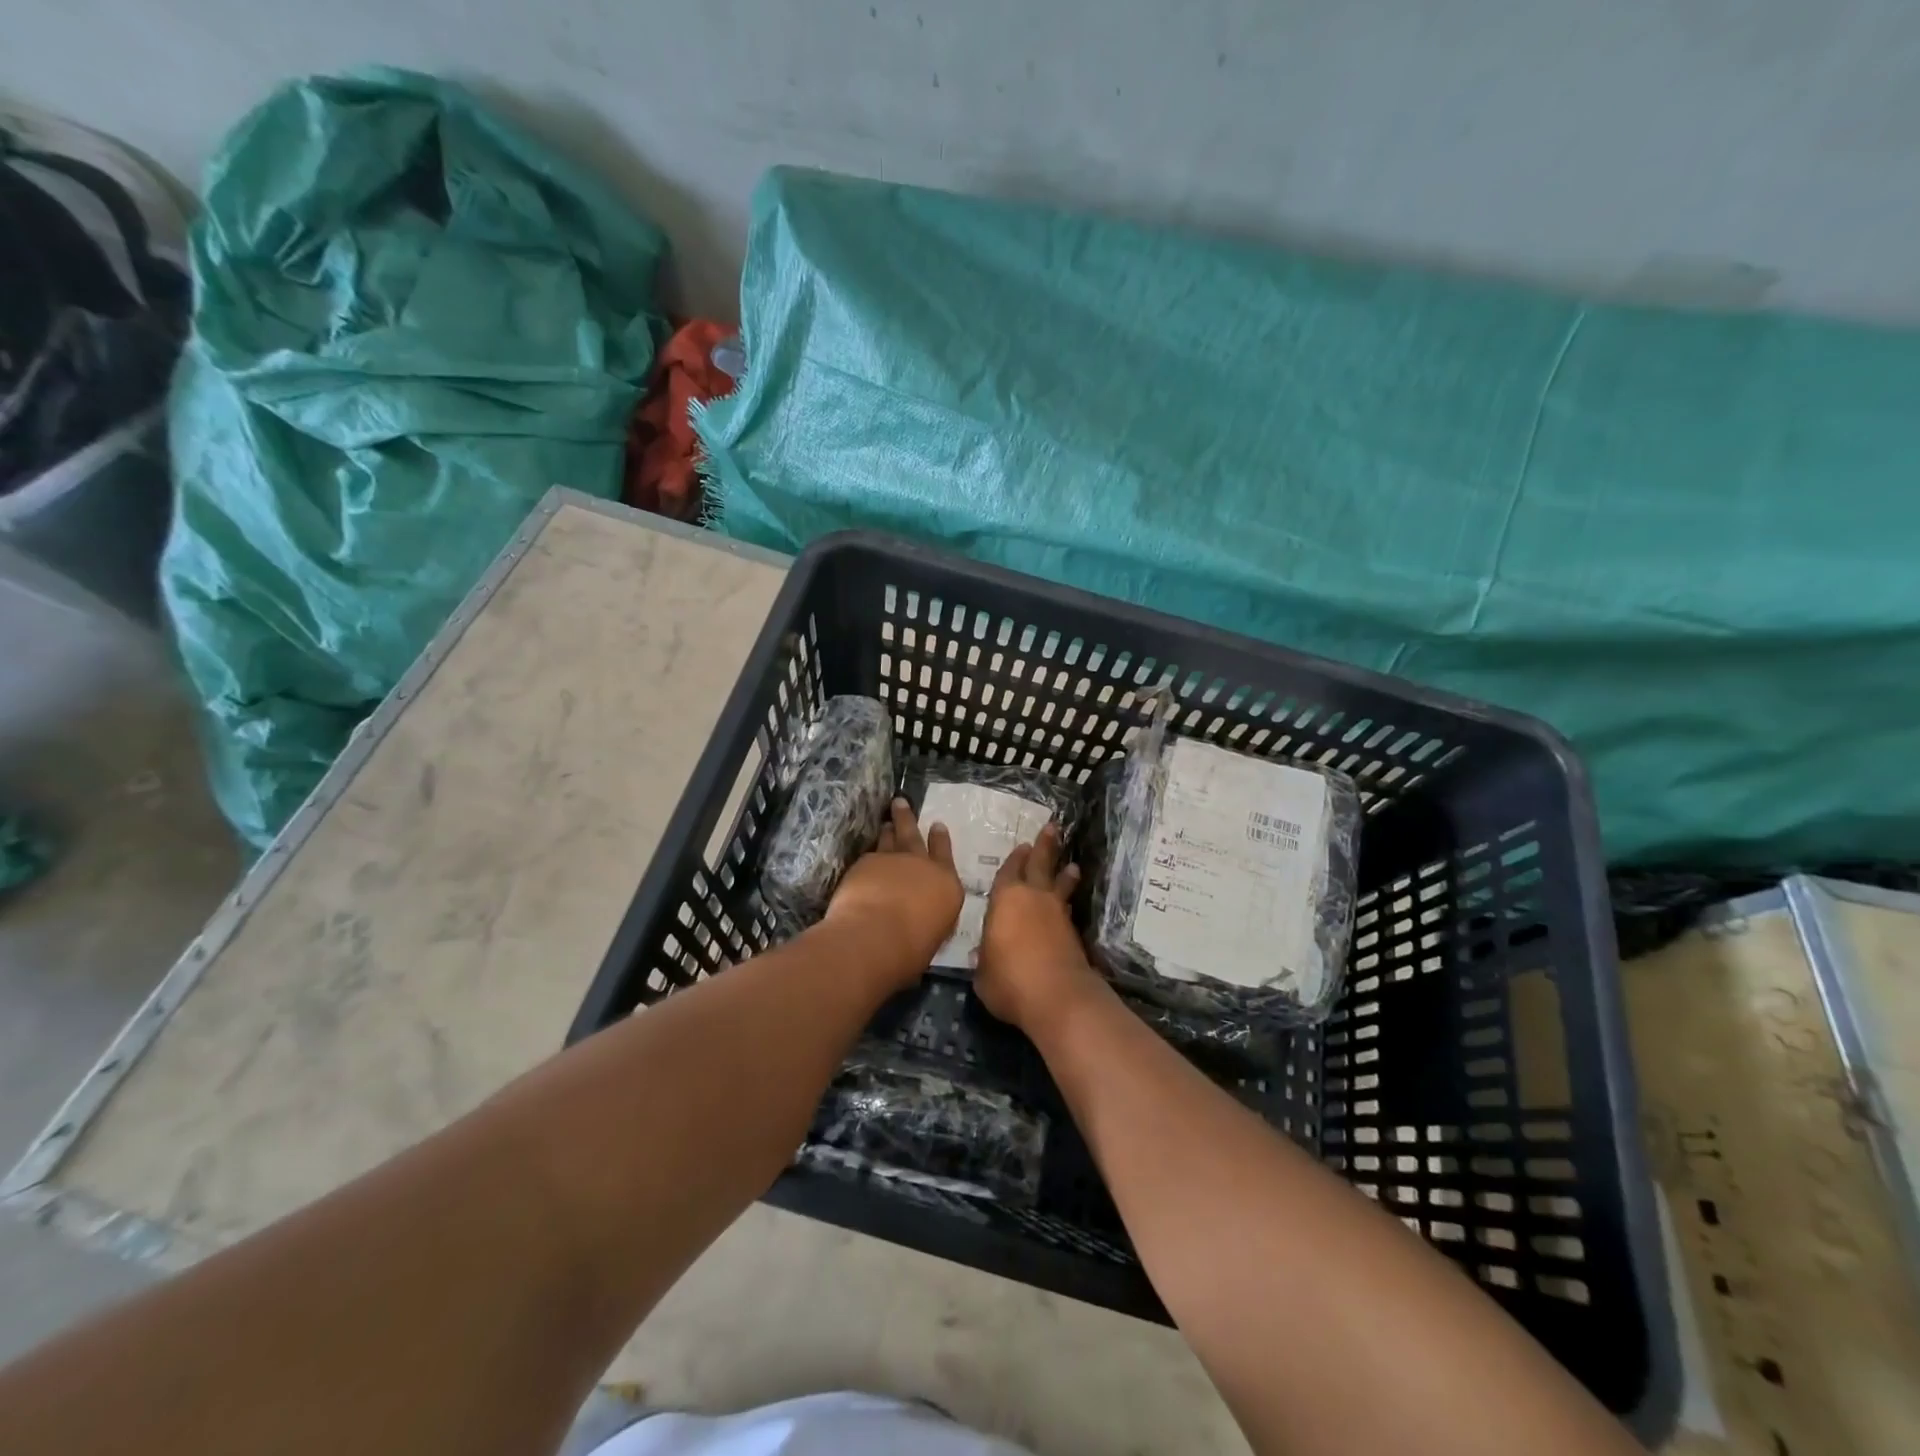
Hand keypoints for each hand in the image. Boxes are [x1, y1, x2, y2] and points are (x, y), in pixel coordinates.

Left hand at [824, 798, 963, 989]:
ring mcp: (893, 860)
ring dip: (889, 828)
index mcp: (947, 885)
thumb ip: (929, 919)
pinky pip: (870, 854)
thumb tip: (922, 920)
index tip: (937, 825)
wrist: (875, 936)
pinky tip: (866, 857)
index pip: (946, 855)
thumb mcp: (932, 936)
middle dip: (909, 818)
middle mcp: (922, 865)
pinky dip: (870, 853)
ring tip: (886, 821)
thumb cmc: (911, 950)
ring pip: (891, 838)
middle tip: (901, 802)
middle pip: (915, 835)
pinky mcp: (867, 862)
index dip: (940, 840)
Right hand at [974, 823, 1103, 1035]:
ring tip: (1071, 864)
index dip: (1014, 860)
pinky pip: (1067, 906)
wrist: (1057, 997)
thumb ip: (983, 960)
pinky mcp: (1073, 932)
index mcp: (1004, 900)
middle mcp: (1032, 898)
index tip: (1021, 846)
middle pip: (1040, 864)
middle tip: (1052, 828)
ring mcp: (1056, 913)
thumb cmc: (1009, 981)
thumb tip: (983, 956)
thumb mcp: (983, 975)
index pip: (1008, 872)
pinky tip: (1068, 901)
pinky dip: (1068, 898)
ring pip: (1060, 883)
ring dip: (1064, 871)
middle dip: (1045, 846)